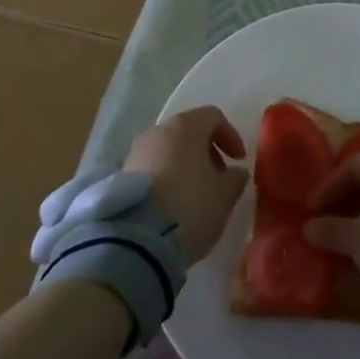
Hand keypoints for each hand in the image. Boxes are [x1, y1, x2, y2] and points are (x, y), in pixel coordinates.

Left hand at [122, 106, 248, 263]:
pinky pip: (151, 169)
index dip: (230, 136)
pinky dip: (165, 179)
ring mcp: (136, 152)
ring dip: (184, 166)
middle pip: (188, 132)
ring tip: (195, 195)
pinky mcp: (121, 177)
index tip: (238, 161)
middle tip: (217, 178)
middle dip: (206, 152)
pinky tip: (172, 206)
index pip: (213, 117)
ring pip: (168, 150)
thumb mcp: (224, 195)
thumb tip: (236, 172)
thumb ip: (235, 178)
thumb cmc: (190, 207)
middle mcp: (159, 131)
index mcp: (186, 126)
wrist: (136, 242)